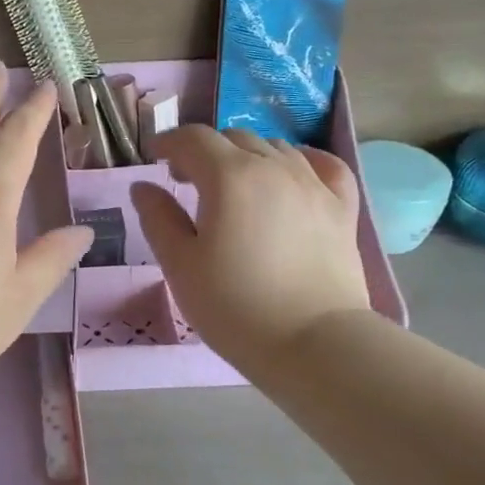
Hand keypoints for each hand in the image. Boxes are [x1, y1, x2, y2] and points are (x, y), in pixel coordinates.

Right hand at [130, 126, 369, 372]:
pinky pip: (324, 166)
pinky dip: (301, 161)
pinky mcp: (342, 209)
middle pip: (233, 138)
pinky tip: (291, 175)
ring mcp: (314, 185)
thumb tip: (143, 186)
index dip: (169, 142)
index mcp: (229, 176)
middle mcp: (274, 166)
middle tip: (187, 181)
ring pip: (275, 148)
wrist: (314, 345)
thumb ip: (158, 218)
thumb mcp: (180, 265)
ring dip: (246, 156)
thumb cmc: (235, 306)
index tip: (155, 158)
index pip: (193, 138)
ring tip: (233, 186)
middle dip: (205, 151)